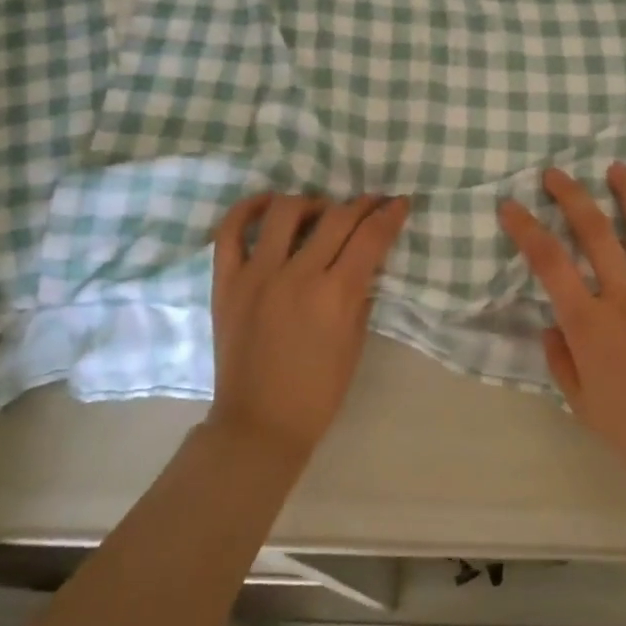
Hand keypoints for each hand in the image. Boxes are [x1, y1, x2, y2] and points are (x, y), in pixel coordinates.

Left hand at [208, 192, 411, 460]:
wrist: (260, 423)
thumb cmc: (318, 391)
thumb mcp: (355, 342)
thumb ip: (361, 294)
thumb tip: (365, 261)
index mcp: (336, 295)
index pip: (370, 237)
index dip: (390, 215)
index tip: (400, 203)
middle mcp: (297, 275)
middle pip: (336, 217)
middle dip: (362, 204)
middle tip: (371, 203)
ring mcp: (257, 275)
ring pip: (286, 211)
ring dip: (312, 202)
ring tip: (320, 212)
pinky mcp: (226, 281)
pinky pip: (230, 231)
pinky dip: (249, 209)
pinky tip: (268, 204)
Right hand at [498, 163, 625, 494]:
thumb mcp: (582, 402)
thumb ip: (561, 360)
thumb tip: (551, 326)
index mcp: (590, 323)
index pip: (549, 263)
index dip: (526, 229)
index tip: (509, 205)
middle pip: (595, 233)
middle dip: (572, 197)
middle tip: (555, 173)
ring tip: (617, 167)